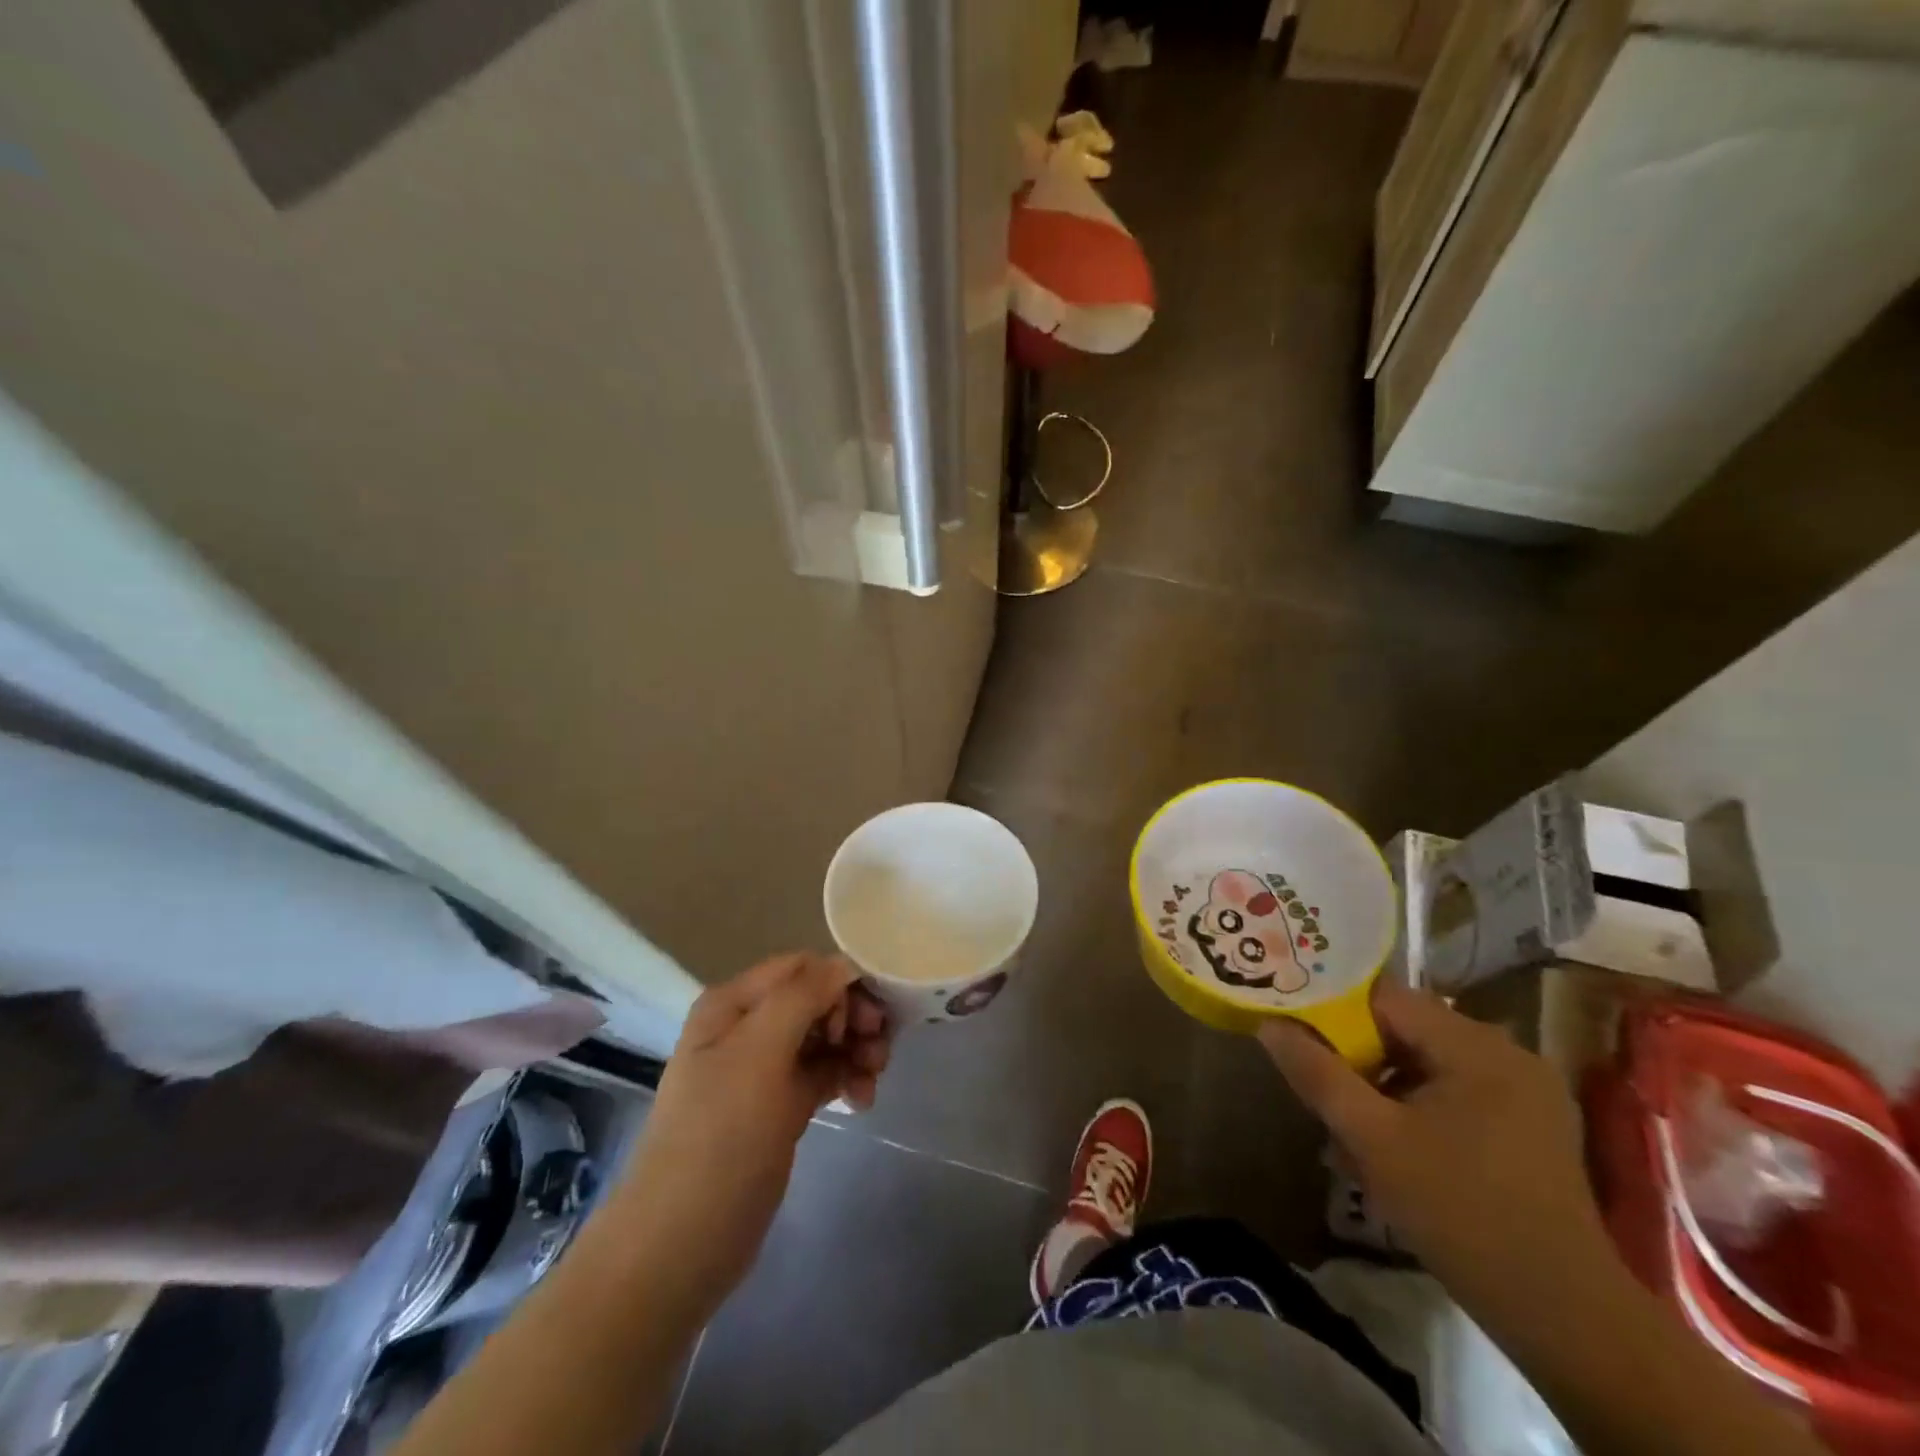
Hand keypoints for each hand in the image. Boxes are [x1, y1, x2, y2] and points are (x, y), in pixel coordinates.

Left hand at [607, 953, 890, 1319]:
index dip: (840, 983)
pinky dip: (847, 1077)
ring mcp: (764, 1069)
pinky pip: (824, 1072)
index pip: (802, 967)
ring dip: (856, 1049)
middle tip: (879, 1050)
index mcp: (734, 1004)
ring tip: (873, 1080)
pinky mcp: (780, 1106)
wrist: (681, 1244)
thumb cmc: (720, 1137)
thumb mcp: (759, 1054)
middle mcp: (749, 1027)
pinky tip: (862, 1101)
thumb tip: (843, 964)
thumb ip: (802, 996)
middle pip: (818, 999)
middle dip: (854, 1017)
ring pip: (825, 1036)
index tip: (866, 1020)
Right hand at [1259, 979, 1614, 1335]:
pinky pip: (1458, 1090)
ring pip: (1430, 1062)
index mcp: (1476, 1046)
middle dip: (1360, 1058)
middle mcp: (1507, 1052)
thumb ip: (1317, 1074)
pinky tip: (1400, 1148)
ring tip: (1355, 1132)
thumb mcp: (1371, 1139)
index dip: (1336, 1012)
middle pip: (1408, 1029)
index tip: (1300, 1037)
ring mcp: (1526, 1090)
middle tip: (1325, 1094)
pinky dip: (1420, 1106)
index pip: (1385, 997)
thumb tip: (1269, 1024)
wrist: (1563, 1316)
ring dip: (1387, 1086)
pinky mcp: (1533, 1124)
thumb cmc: (1459, 1213)